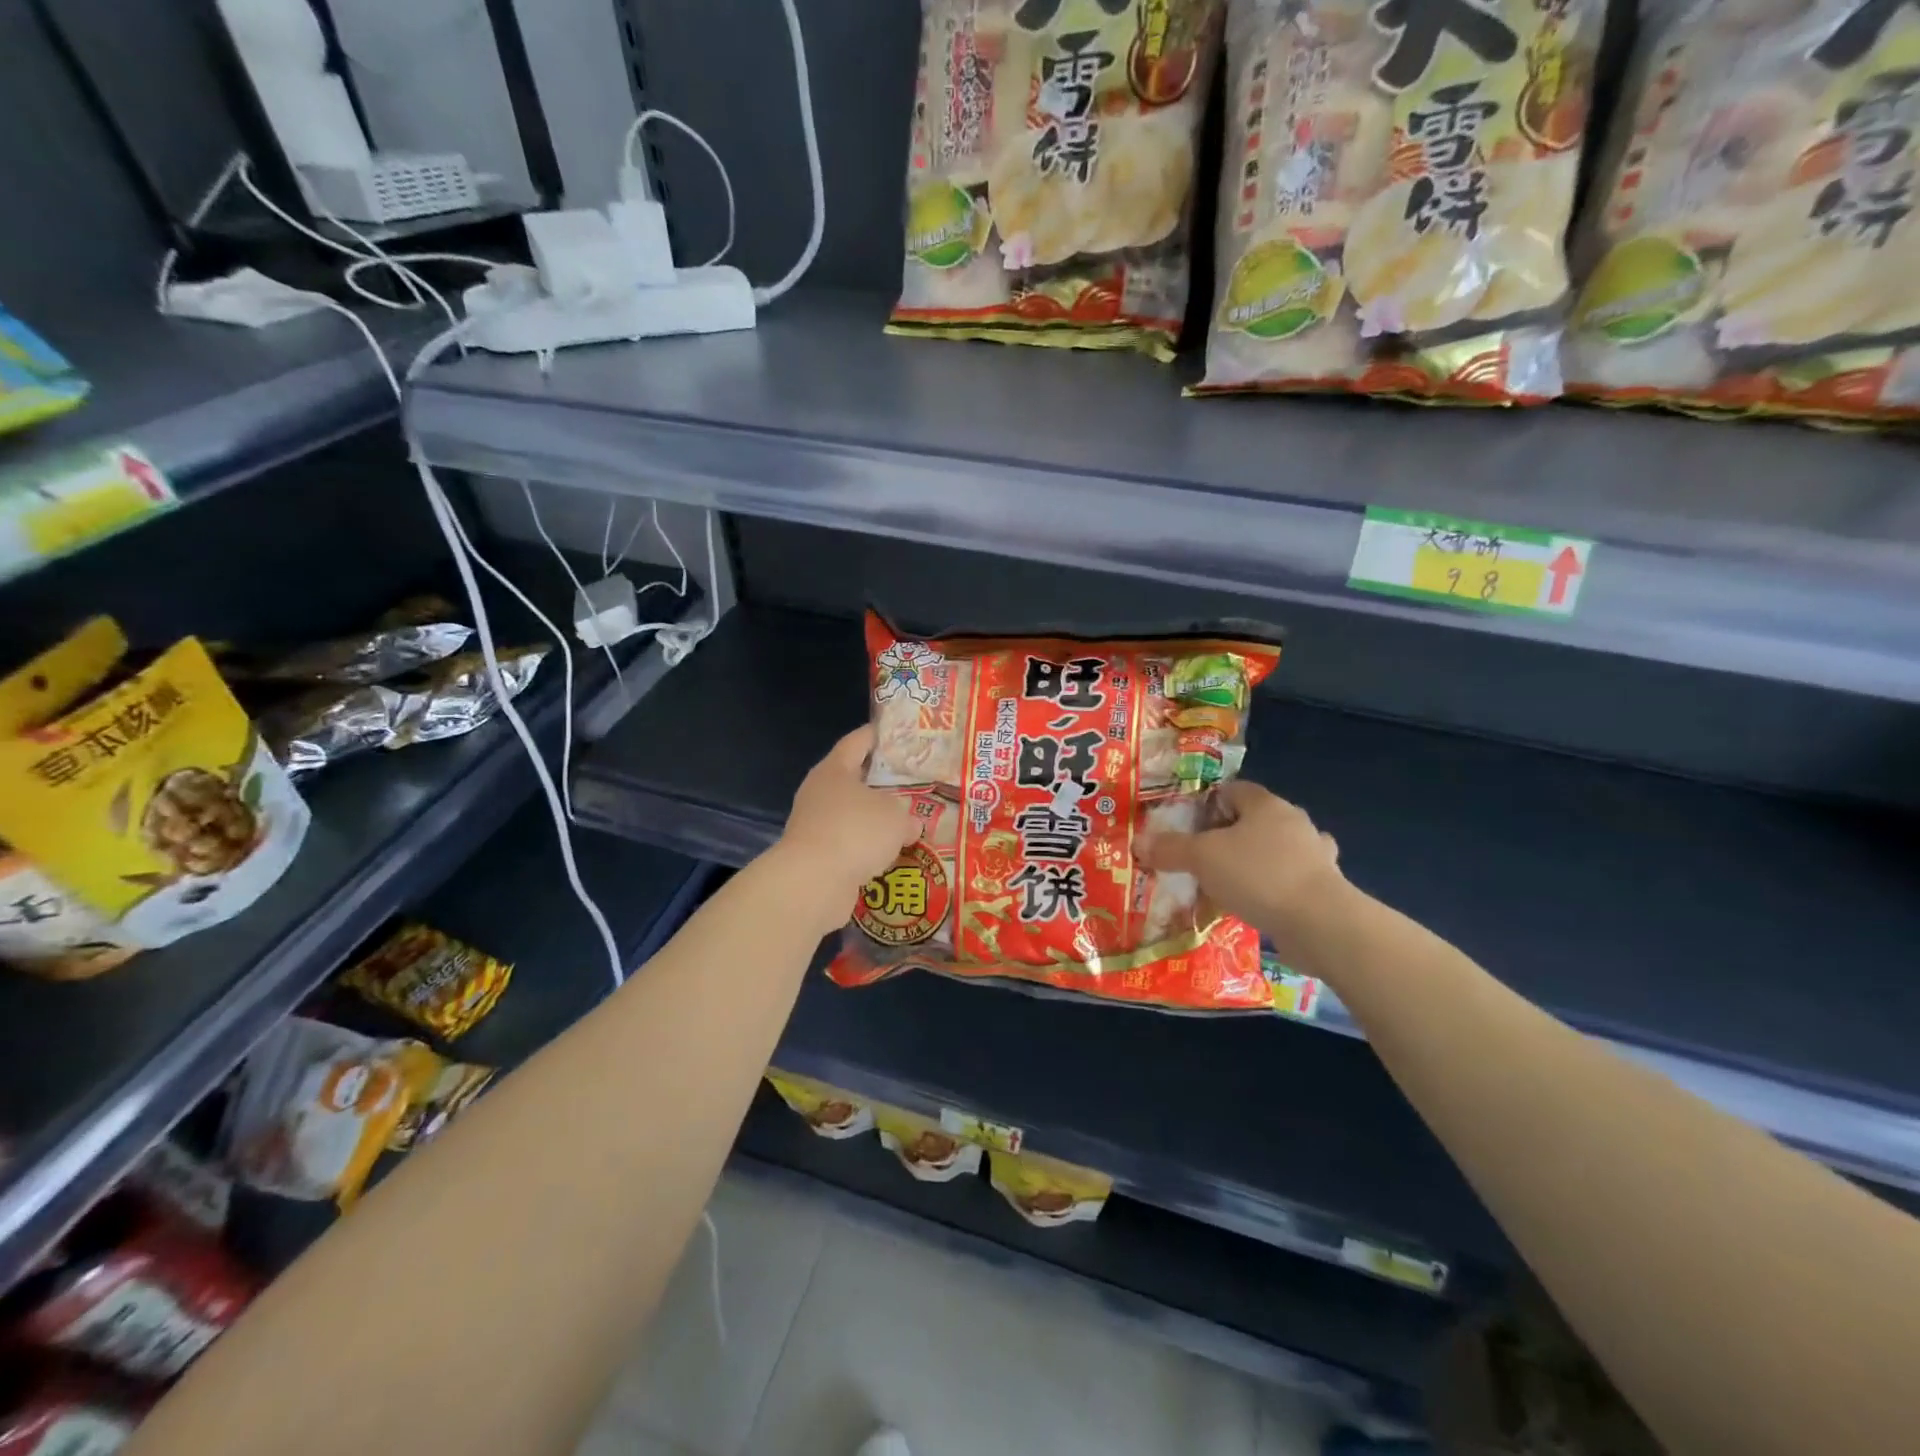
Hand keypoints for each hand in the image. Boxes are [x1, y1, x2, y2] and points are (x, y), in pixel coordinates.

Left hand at [772, 726, 920, 934]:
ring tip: (907, 823)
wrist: (813, 883)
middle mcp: (819, 793)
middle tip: (913, 782)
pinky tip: (891, 855)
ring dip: (875, 820)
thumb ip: (907, 814)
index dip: (877, 735)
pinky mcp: (816, 857)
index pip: (857, 742)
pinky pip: (850, 845)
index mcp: (834, 770)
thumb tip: (910, 824)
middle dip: (882, 783)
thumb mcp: (895, 816)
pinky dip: (868, 849)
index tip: (898, 733)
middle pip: (854, 780)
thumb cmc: (855, 831)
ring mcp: (814, 825)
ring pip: (853, 815)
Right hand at [1135, 781, 1350, 963]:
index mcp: (1266, 804)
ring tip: (1229, 884)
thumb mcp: (1202, 858)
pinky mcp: (1324, 887)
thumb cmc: (1257, 875)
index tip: (1188, 828)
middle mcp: (1293, 822)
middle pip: (1254, 820)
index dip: (1208, 804)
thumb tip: (1139, 842)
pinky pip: (1289, 880)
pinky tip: (1257, 905)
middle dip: (1229, 836)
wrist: (1320, 923)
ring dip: (1255, 863)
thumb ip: (1170, 849)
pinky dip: (1273, 889)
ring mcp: (1314, 855)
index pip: (1233, 790)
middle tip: (1202, 858)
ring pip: (1275, 851)